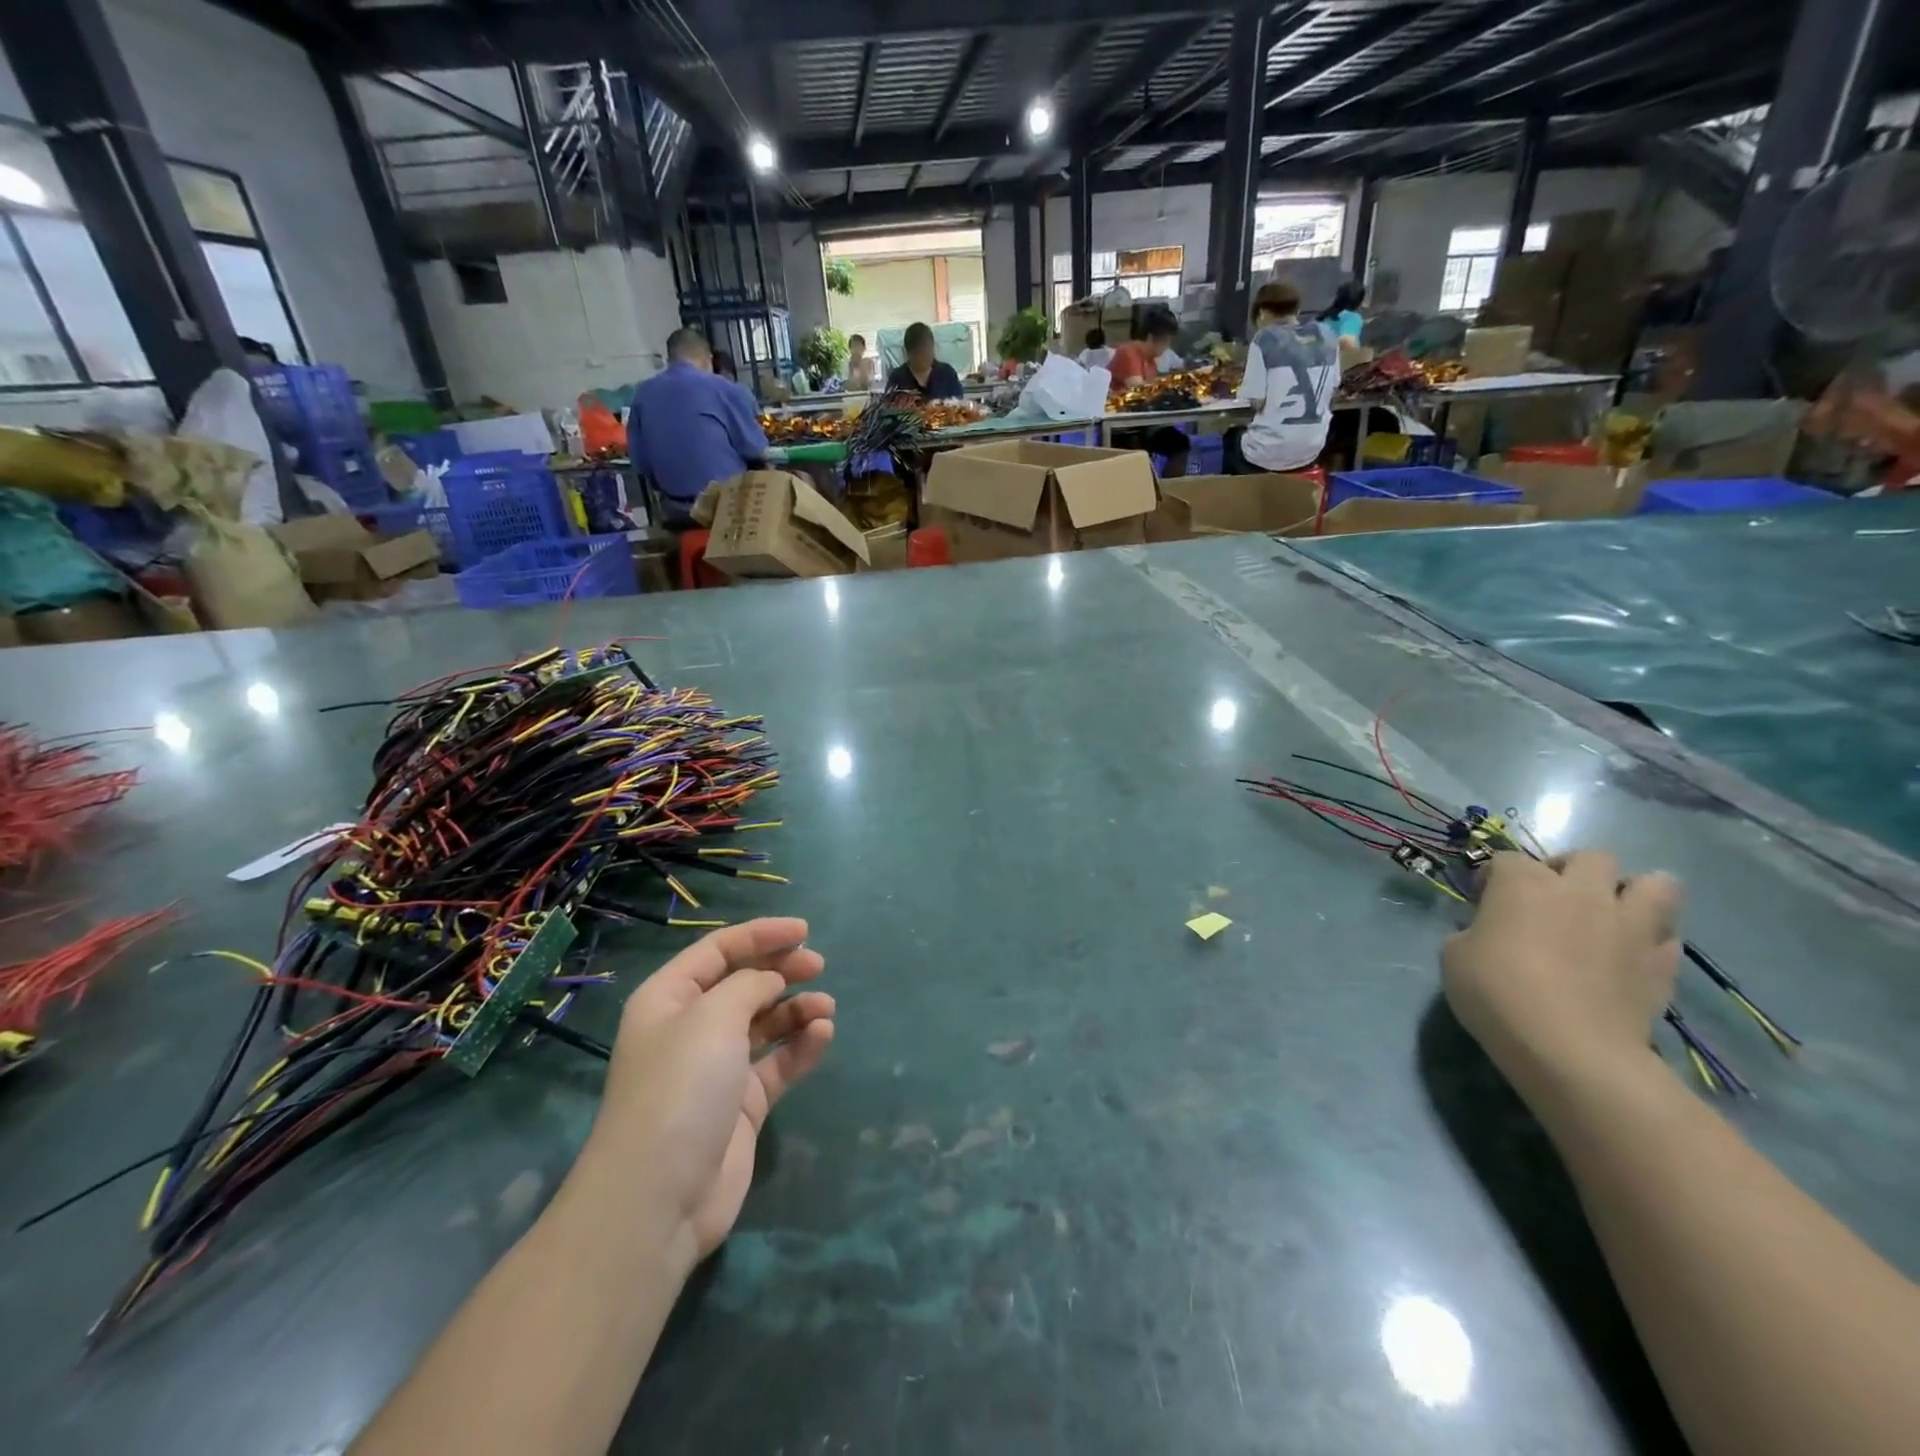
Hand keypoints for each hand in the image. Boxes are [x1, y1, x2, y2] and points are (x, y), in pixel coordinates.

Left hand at [587, 918, 832, 1265]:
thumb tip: (772, 980)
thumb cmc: (680, 1087)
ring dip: (796, 1010)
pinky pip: (777, 1063)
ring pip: (765, 1023)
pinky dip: (800, 1047)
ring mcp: (717, 1069)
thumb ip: (749, 985)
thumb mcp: (713, 1017)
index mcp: (669, 999)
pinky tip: (822, 1036)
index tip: (805, 930)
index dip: (761, 935)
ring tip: (825, 1007)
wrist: (659, 1197)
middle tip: (818, 965)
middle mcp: (691, 1029)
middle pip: (743, 984)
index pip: (718, 951)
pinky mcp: (742, 1105)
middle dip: (781, 970)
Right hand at [1441, 852, 1682, 1094]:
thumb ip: (1475, 932)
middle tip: (1553, 899)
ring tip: (1611, 915)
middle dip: (1572, 870)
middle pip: (1591, 857)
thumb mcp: (1454, 955)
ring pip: (1656, 883)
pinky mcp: (1662, 963)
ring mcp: (1630, 925)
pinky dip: (1651, 941)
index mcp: (1523, 883)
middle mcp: (1581, 891)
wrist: (1569, 1048)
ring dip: (1633, 892)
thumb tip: (1490, 933)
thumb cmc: (1496, 992)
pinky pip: (1667, 937)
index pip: (1506, 859)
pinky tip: (1631, 957)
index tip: (1483, 902)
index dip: (1492, 878)